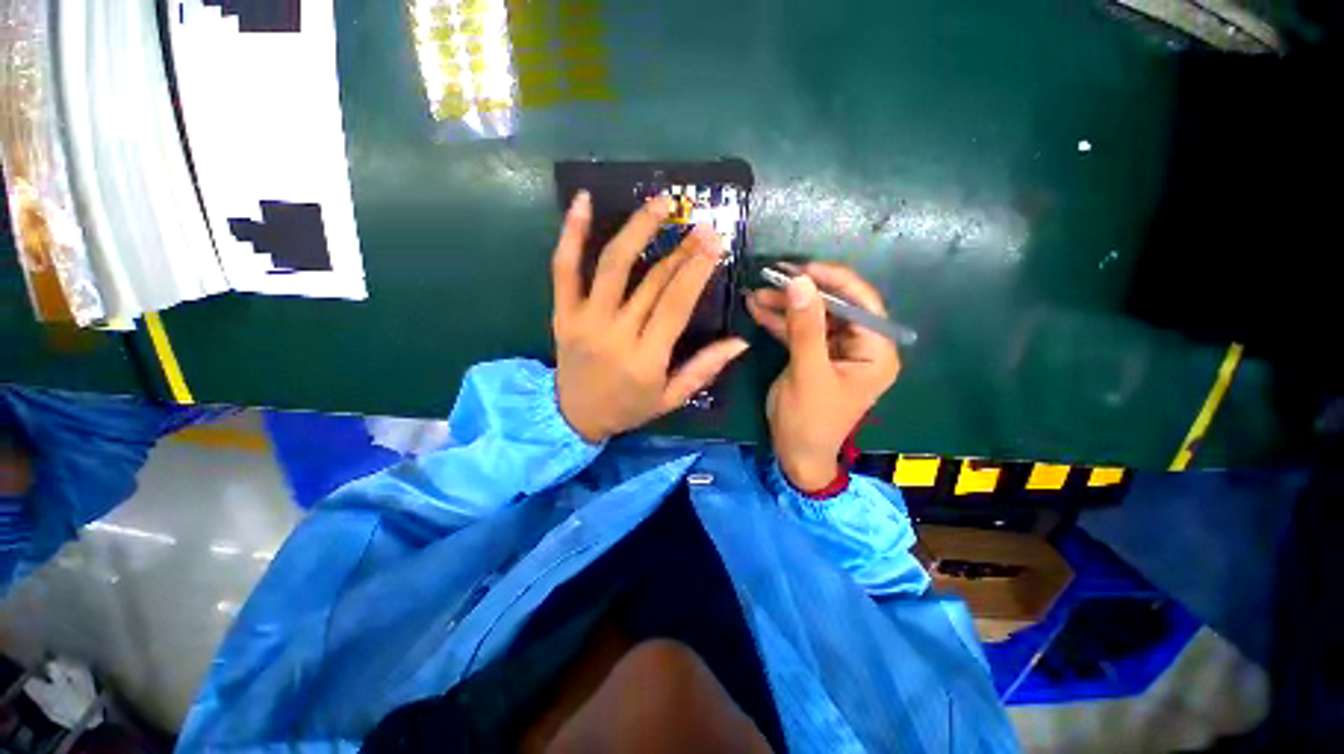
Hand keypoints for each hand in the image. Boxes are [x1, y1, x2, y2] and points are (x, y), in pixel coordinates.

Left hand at [551, 191, 749, 442]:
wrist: (573, 417)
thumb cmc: (627, 408)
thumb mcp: (671, 399)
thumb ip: (704, 369)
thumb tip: (741, 341)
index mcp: (645, 359)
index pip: (676, 305)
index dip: (697, 271)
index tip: (716, 242)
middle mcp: (615, 334)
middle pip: (652, 281)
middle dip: (681, 250)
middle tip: (702, 224)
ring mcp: (585, 320)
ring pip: (612, 265)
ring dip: (637, 228)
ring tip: (660, 202)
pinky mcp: (562, 312)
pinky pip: (563, 269)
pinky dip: (571, 233)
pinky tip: (583, 200)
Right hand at [746, 263, 900, 489]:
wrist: (795, 454)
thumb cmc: (810, 420)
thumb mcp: (808, 373)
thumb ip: (806, 328)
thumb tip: (800, 281)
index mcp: (876, 351)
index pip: (862, 303)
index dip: (833, 280)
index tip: (800, 269)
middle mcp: (861, 346)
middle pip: (834, 307)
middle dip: (801, 293)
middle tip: (771, 278)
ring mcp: (835, 350)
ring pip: (813, 317)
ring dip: (785, 305)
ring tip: (757, 293)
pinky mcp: (814, 356)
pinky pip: (799, 331)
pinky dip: (779, 320)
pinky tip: (758, 308)